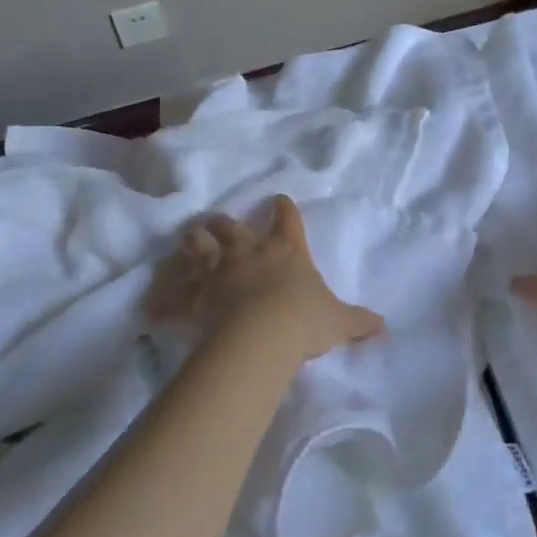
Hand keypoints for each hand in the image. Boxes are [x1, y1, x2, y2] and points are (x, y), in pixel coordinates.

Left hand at [149, 195, 382, 363]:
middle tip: (219, 223)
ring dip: (193, 243)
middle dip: (224, 224)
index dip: (283, 209)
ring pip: (198, 246)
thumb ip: (359, 321)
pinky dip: (162, 301)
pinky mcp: (195, 296)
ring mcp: (218, 271)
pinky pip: (173, 297)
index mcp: (285, 250)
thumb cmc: (304, 320)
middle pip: (231, 227)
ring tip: (189, 239)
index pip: (287, 219)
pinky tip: (152, 305)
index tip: (279, 200)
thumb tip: (384, 325)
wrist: (262, 335)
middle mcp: (248, 253)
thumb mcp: (339, 320)